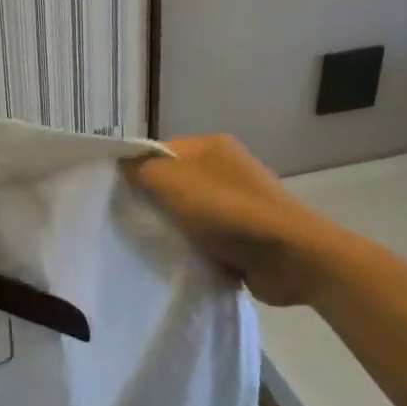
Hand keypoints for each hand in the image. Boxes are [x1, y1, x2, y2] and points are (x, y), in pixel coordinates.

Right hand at [124, 135, 335, 305]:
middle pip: (173, 182)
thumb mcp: (173, 183)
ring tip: (153, 245)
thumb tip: (123, 165)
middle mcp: (225, 168)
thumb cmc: (227, 212)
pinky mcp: (246, 233)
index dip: (136, 171)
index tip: (116, 197)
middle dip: (153, 203)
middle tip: (130, 223)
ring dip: (174, 229)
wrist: (290, 256)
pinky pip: (207, 237)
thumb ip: (141, 170)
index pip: (158, 151)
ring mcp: (238, 201)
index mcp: (211, 146)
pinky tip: (180, 259)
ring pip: (188, 213)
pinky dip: (195, 248)